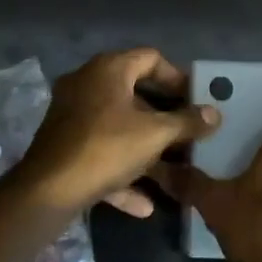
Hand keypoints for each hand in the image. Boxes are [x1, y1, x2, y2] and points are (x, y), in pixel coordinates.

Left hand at [10, 48, 219, 216]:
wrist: (47, 191)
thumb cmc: (106, 148)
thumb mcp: (155, 135)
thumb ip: (187, 122)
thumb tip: (214, 113)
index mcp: (108, 69)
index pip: (151, 58)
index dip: (177, 77)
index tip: (196, 100)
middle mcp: (87, 84)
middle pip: (135, 93)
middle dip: (164, 117)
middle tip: (188, 133)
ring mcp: (72, 115)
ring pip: (118, 127)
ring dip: (146, 149)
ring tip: (173, 169)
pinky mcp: (64, 145)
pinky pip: (101, 152)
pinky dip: (122, 172)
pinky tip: (144, 203)